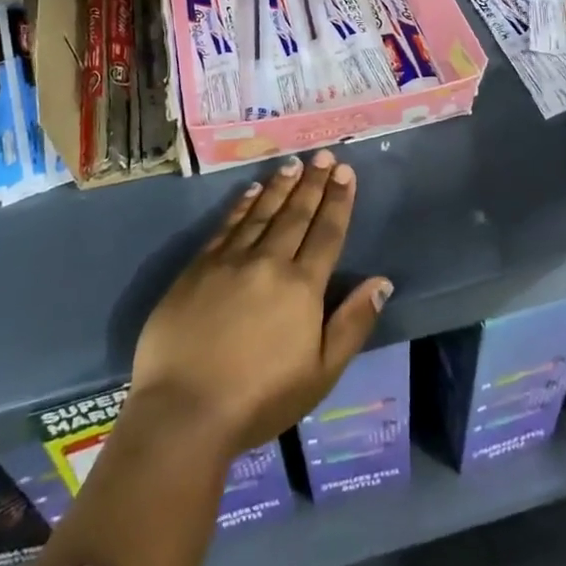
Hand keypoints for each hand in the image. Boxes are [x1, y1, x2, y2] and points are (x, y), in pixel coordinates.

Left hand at [130, 151, 392, 454]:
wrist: (184, 410)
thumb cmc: (259, 399)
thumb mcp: (321, 374)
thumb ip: (352, 323)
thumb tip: (382, 281)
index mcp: (302, 287)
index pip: (326, 233)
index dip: (338, 201)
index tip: (346, 172)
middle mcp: (269, 262)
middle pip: (296, 214)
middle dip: (313, 183)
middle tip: (324, 155)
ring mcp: (230, 260)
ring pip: (262, 213)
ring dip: (280, 186)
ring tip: (294, 164)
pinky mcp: (198, 267)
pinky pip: (227, 225)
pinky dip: (242, 205)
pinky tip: (251, 191)